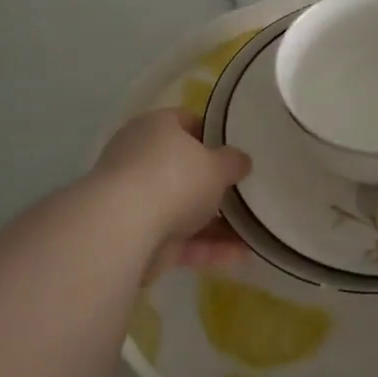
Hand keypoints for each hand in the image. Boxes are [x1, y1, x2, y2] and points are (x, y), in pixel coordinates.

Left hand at [93, 108, 251, 271]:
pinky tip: (241, 254)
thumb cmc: (174, 179)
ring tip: (254, 230)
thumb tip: (241, 161)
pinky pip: (180, 239)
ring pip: (184, 209)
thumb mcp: (218, 164)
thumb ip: (233, 162)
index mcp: (155, 128)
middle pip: (185, 169)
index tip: (237, 150)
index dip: (214, 134)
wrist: (123, 230)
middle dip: (215, 184)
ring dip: (217, 222)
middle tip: (247, 191)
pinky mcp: (138, 238)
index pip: (186, 122)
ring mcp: (136, 201)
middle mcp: (140, 160)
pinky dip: (208, 247)